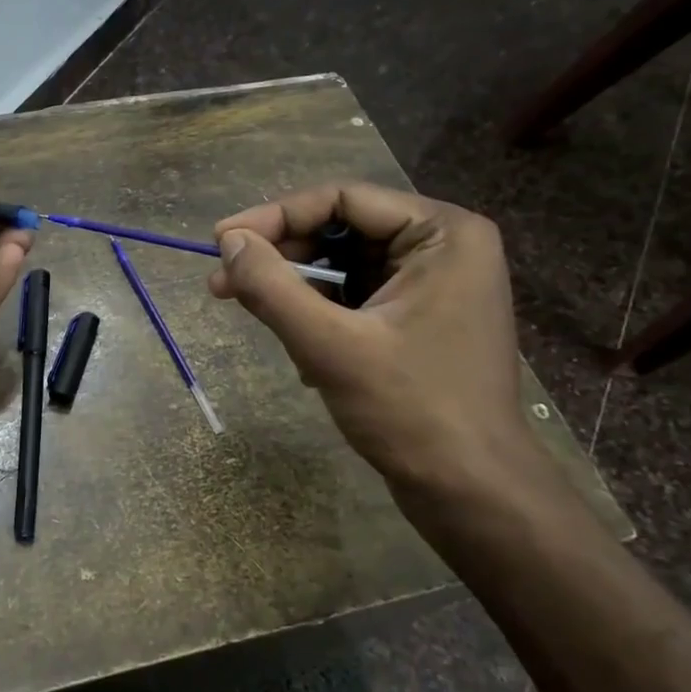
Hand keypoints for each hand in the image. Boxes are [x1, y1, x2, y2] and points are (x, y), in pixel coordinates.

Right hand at [208, 182, 537, 492]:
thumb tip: (228, 242)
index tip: (220, 241)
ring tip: (257, 320)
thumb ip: (272, 287)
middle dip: (280, 258)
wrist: (470, 492)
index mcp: (442, 233)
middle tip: (222, 284)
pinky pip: (354, 298)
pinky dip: (319, 316)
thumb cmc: (410, 411)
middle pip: (341, 231)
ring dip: (295, 291)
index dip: (275, 217)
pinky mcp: (419, 320)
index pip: (342, 199)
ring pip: (342, 267)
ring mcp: (433, 286)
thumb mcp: (329, 345)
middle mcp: (443, 248)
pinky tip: (303, 353)